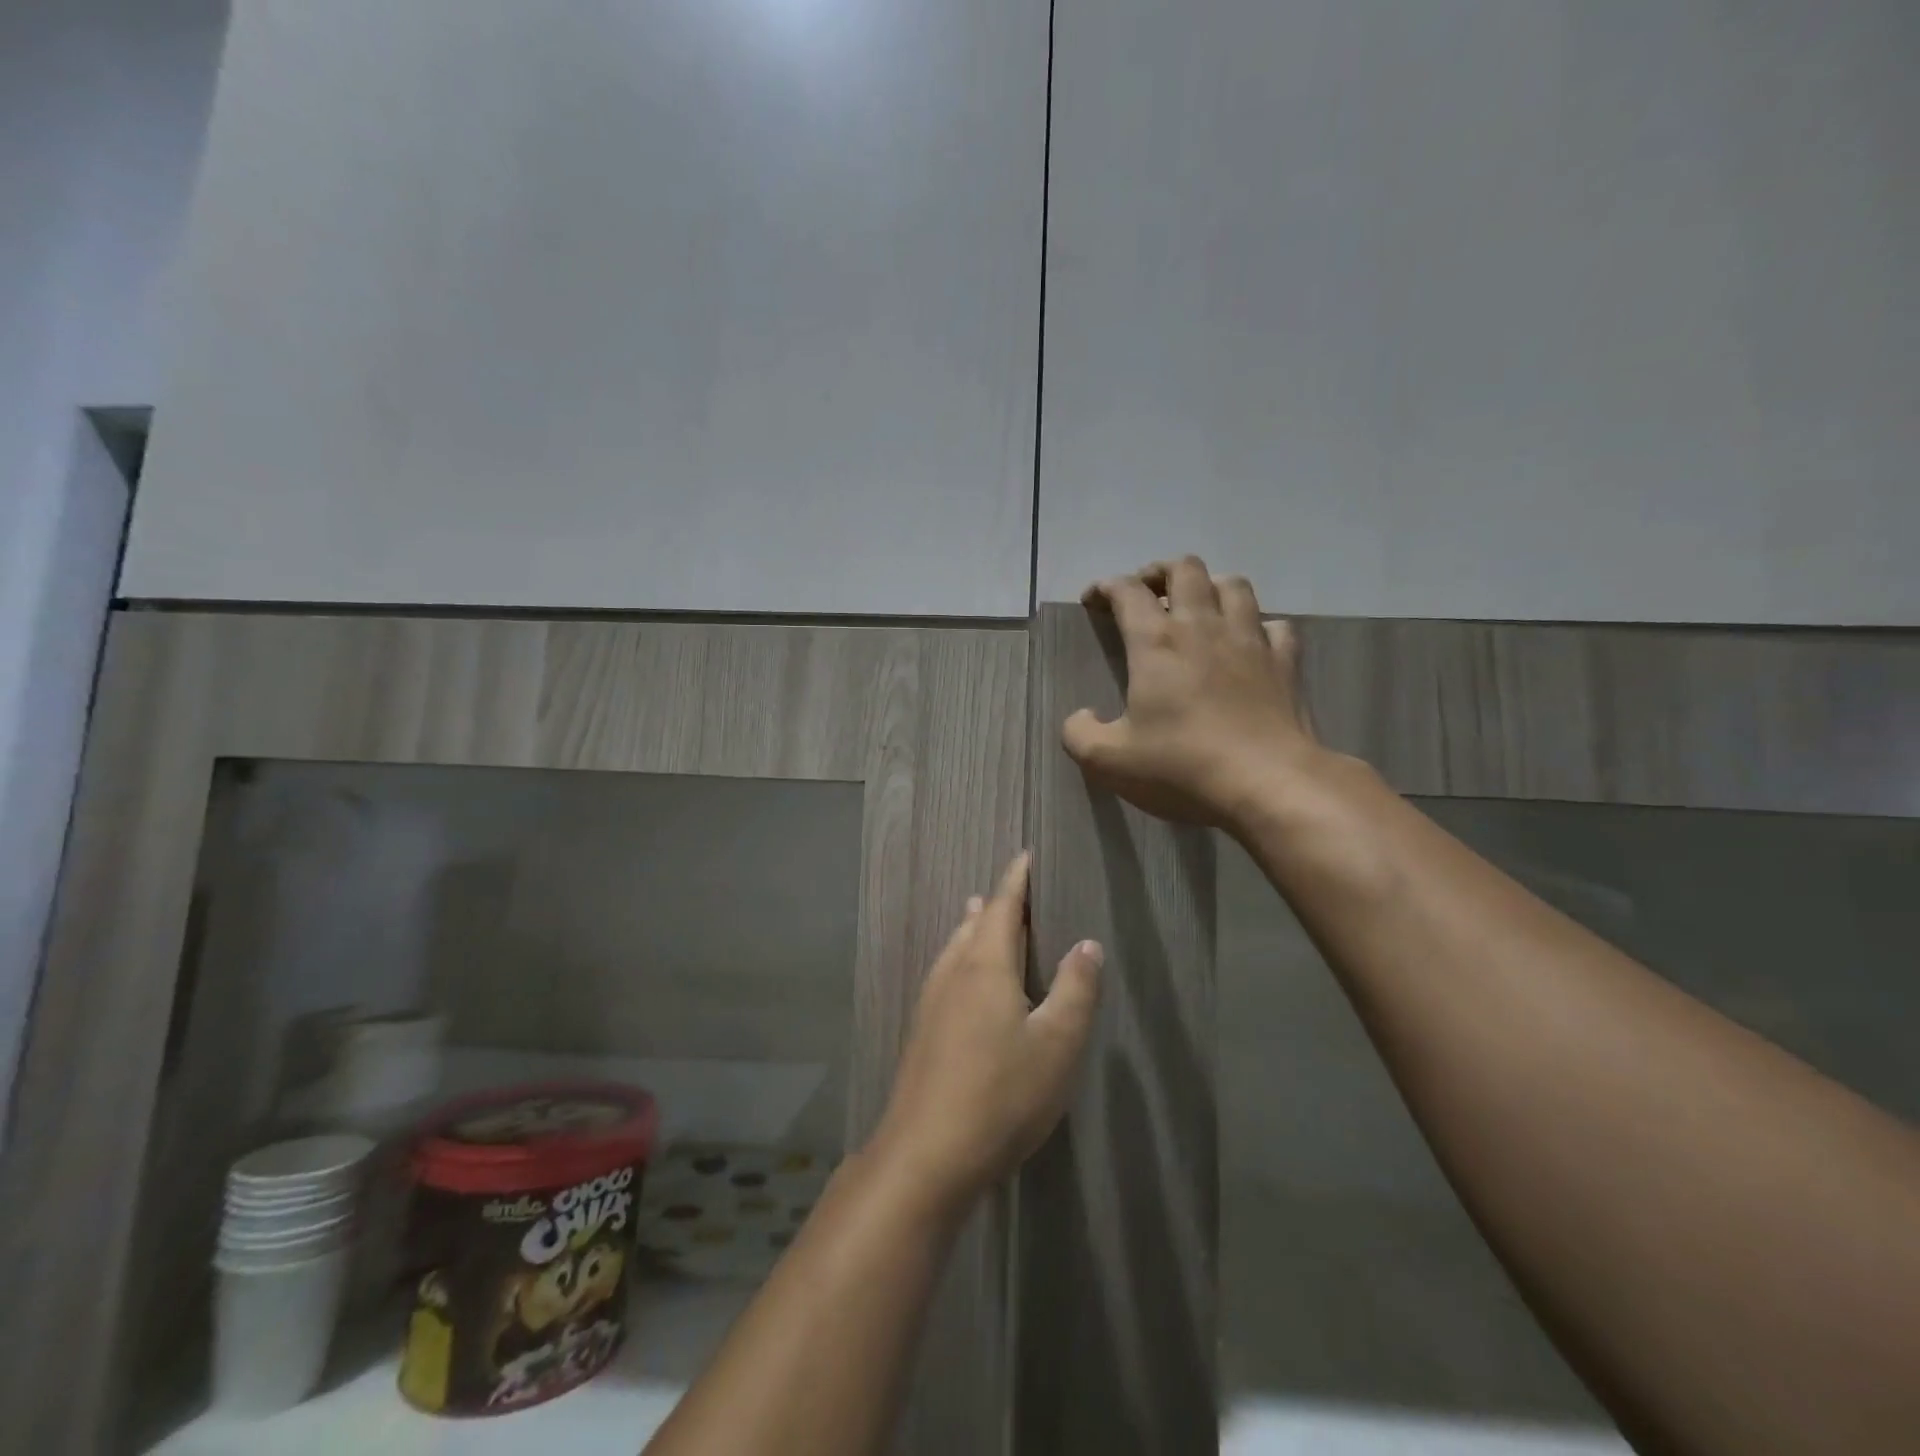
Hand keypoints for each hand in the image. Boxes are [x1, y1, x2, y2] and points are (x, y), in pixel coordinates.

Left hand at [869, 853, 1102, 1216]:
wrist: (927, 1154)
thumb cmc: (1002, 1094)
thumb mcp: (1057, 1044)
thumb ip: (1076, 990)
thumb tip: (1087, 943)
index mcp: (986, 966)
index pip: (1002, 908)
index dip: (1015, 880)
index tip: (1024, 854)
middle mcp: (953, 974)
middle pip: (973, 925)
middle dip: (993, 903)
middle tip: (1009, 887)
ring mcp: (931, 1004)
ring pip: (954, 949)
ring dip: (971, 928)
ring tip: (976, 914)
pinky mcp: (922, 1033)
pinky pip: (945, 974)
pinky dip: (960, 957)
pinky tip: (961, 979)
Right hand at [1063, 556, 1321, 827]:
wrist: (1267, 783)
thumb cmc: (1181, 767)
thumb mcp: (1107, 761)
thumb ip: (1080, 734)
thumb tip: (1081, 716)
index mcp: (1156, 642)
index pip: (1128, 591)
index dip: (1106, 587)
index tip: (1094, 601)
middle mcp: (1203, 627)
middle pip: (1185, 569)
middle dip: (1160, 573)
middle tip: (1147, 596)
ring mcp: (1250, 640)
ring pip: (1234, 585)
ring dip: (1210, 587)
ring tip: (1198, 609)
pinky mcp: (1285, 663)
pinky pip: (1275, 625)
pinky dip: (1258, 626)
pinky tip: (1248, 643)